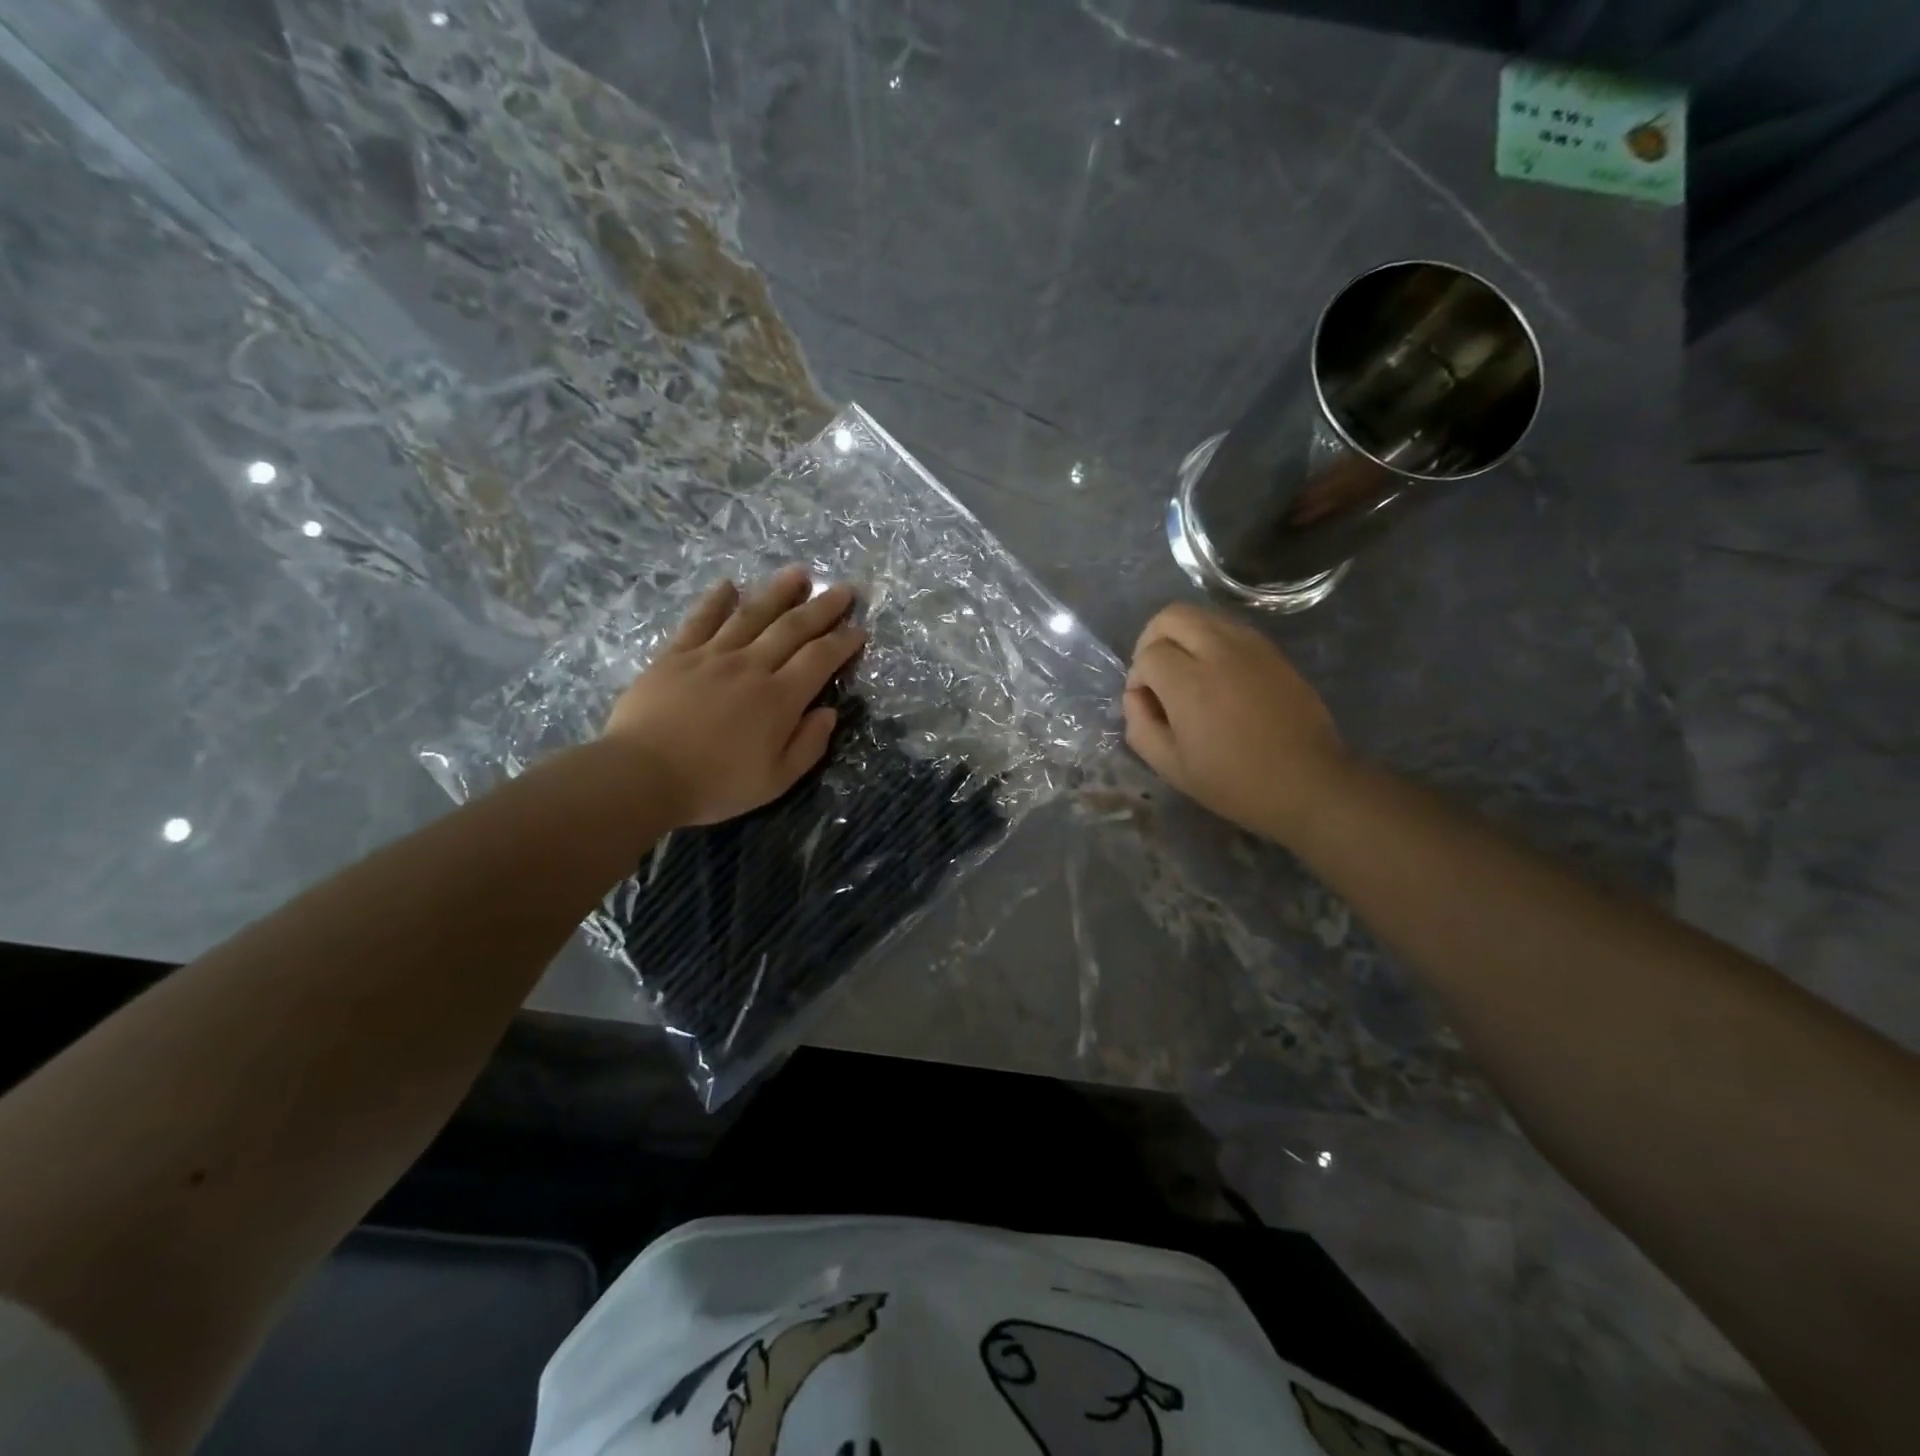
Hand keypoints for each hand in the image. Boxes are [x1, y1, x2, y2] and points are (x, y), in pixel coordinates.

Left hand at [604, 566, 865, 826]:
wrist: (641, 775)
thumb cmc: (714, 785)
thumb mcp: (775, 780)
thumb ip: (808, 745)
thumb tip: (829, 712)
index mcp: (779, 699)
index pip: (820, 659)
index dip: (843, 642)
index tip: (859, 629)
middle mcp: (750, 666)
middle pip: (792, 628)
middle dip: (822, 607)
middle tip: (843, 589)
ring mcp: (711, 656)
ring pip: (751, 614)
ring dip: (778, 592)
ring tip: (798, 573)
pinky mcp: (676, 655)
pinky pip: (701, 620)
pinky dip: (716, 600)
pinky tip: (728, 585)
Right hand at [1124, 602, 1350, 843]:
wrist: (1308, 784)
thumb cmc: (1234, 782)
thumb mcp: (1171, 767)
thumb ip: (1140, 726)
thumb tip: (1136, 696)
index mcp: (1190, 684)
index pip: (1148, 654)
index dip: (1138, 677)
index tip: (1147, 703)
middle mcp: (1219, 652)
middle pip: (1171, 616)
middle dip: (1153, 639)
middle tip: (1157, 673)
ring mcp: (1251, 647)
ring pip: (1202, 615)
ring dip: (1183, 636)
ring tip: (1187, 672)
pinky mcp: (1273, 651)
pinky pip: (1230, 627)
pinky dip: (1212, 641)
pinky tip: (1217, 676)